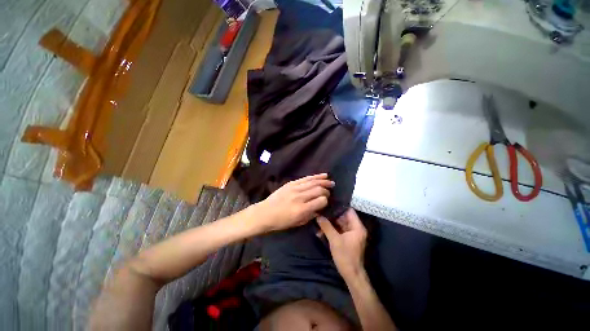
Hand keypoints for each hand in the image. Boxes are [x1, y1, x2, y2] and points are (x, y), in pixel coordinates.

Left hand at [252, 173, 334, 232]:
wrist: (265, 213)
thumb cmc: (281, 222)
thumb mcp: (298, 223)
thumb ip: (311, 215)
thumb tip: (320, 207)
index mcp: (302, 209)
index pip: (321, 201)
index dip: (326, 201)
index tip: (326, 202)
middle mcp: (299, 197)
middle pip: (318, 190)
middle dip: (326, 190)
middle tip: (330, 191)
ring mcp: (295, 188)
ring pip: (313, 182)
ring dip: (323, 181)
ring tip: (331, 182)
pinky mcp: (291, 183)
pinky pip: (305, 178)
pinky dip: (315, 176)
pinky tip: (323, 175)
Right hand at [317, 208, 366, 279]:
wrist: (351, 275)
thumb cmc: (345, 256)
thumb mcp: (334, 240)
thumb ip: (326, 226)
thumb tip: (318, 216)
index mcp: (357, 226)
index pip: (349, 210)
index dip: (339, 206)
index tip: (328, 203)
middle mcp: (356, 228)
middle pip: (343, 217)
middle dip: (332, 215)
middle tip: (321, 211)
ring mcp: (351, 234)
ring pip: (340, 224)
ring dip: (330, 223)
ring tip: (319, 220)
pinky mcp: (347, 239)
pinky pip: (339, 230)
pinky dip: (331, 230)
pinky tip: (321, 230)